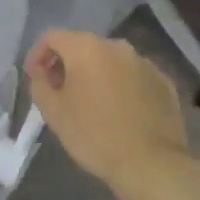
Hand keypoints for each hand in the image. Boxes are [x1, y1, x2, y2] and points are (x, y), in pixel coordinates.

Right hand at [25, 30, 191, 197]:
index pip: (52, 36)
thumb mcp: (54, 112)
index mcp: (86, 48)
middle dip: (67, 64)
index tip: (35, 77)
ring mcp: (144, 62)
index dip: (38, 54)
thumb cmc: (94, 135)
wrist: (150, 163)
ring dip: (95, 75)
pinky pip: (133, 76)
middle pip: (83, 46)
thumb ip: (39, 84)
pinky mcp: (164, 81)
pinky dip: (121, 86)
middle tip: (59, 92)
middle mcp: (117, 46)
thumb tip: (41, 72)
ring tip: (90, 103)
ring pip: (110, 61)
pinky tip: (119, 112)